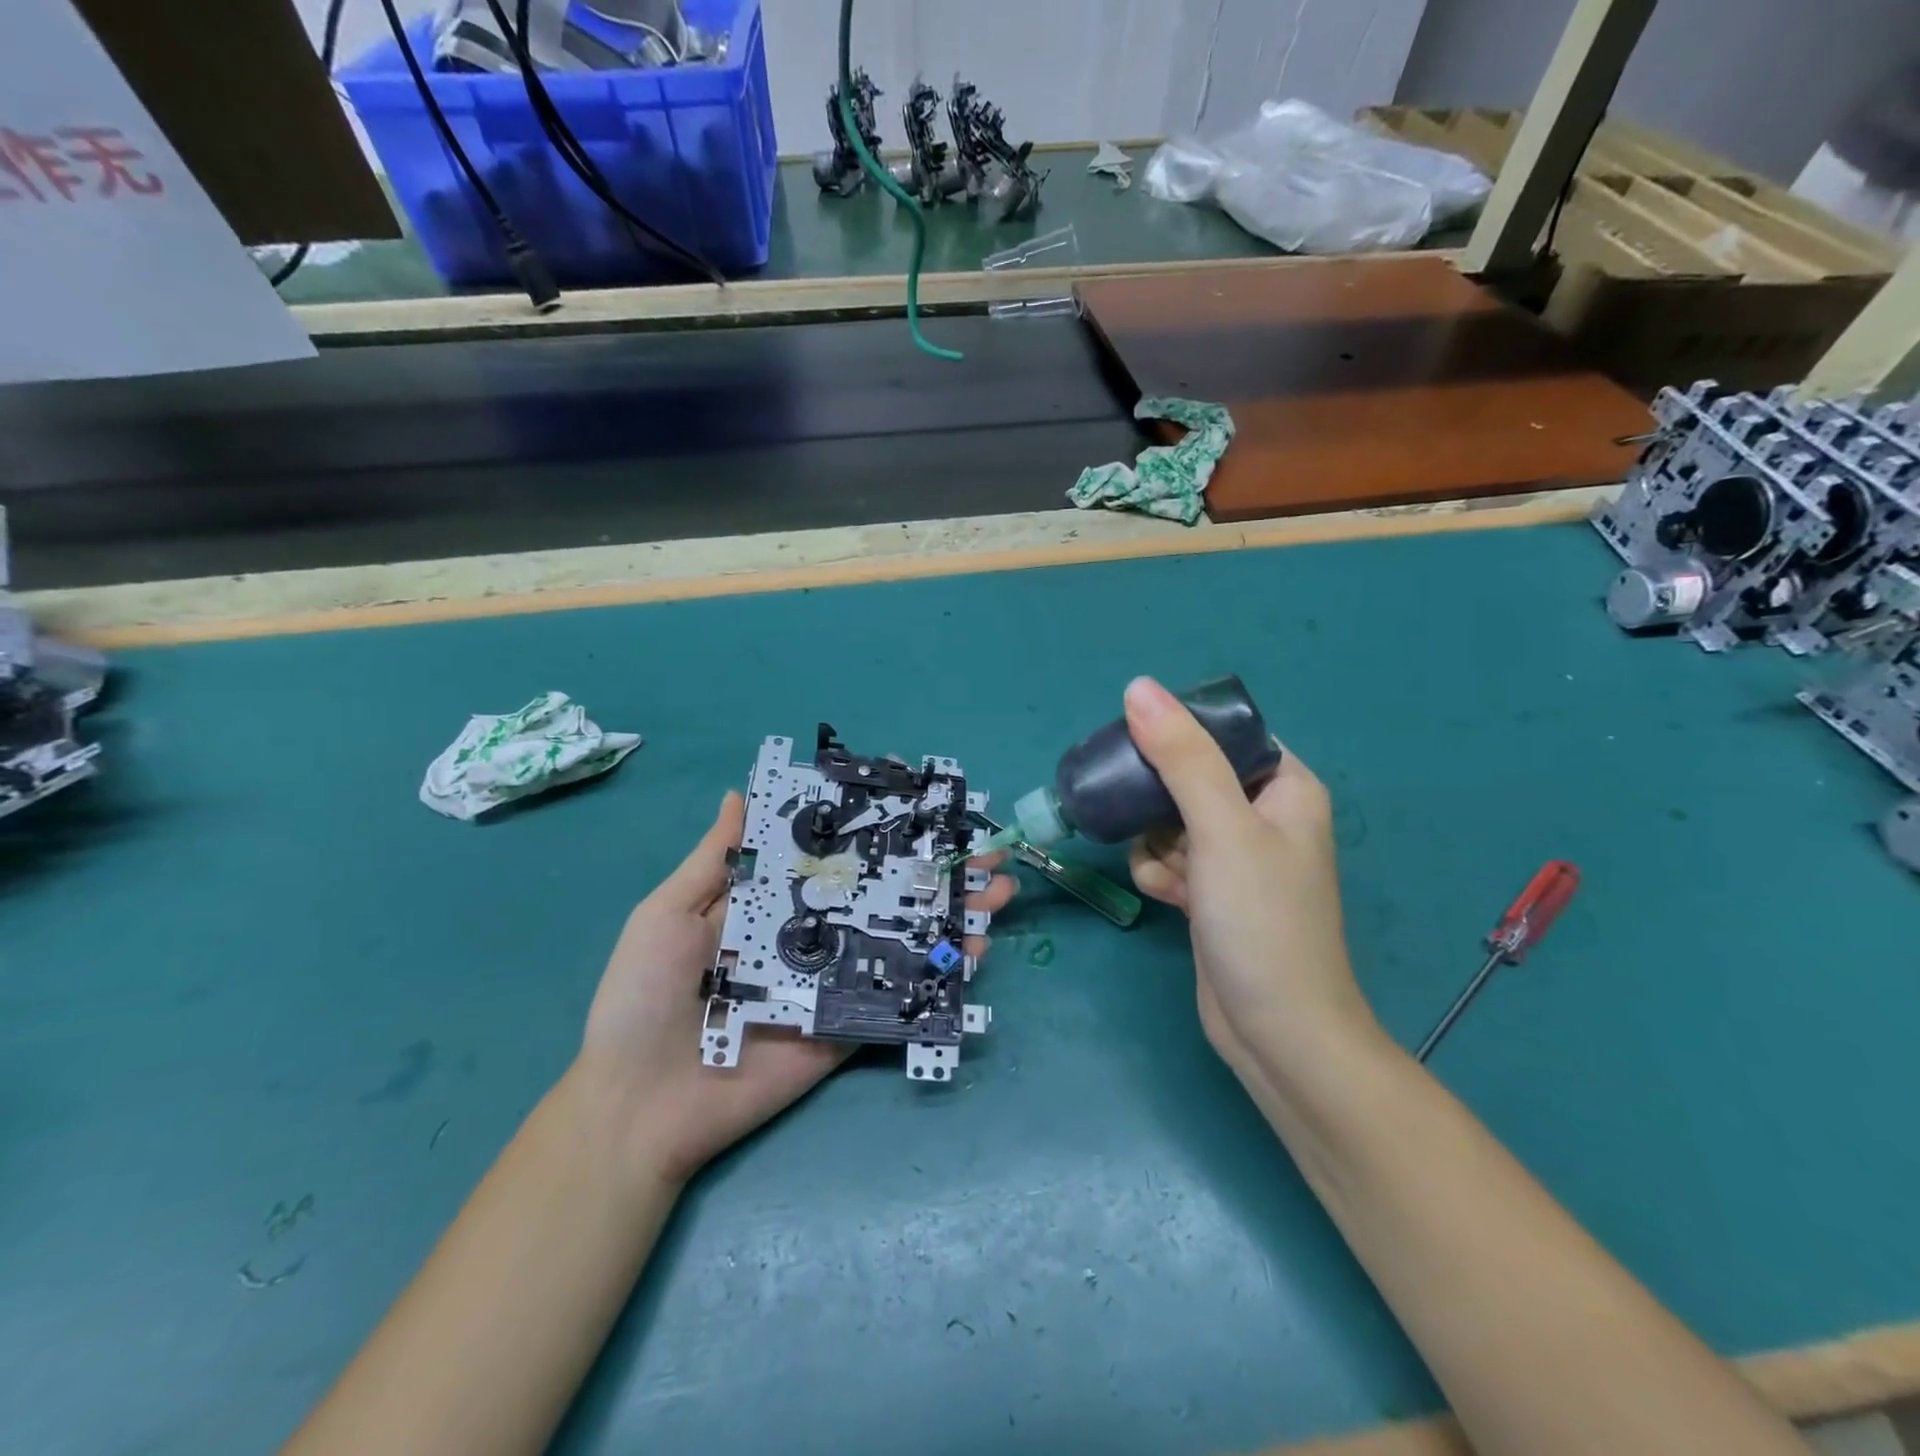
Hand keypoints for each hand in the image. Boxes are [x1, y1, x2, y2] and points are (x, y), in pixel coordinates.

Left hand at [576, 791, 1016, 1183]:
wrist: (639, 1105)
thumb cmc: (645, 996)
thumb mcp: (668, 914)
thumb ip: (712, 861)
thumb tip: (740, 793)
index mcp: (772, 906)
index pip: (834, 858)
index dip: (877, 833)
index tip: (922, 808)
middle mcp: (811, 938)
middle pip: (881, 896)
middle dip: (933, 872)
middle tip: (984, 852)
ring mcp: (833, 984)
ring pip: (901, 942)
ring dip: (951, 916)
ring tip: (998, 892)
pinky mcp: (845, 1029)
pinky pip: (896, 998)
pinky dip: (938, 976)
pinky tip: (974, 951)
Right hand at [1122, 678, 1377, 1090]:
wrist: (1276, 1032)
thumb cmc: (1261, 920)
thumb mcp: (1221, 828)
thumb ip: (1180, 756)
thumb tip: (1139, 687)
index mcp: (1285, 786)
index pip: (1222, 735)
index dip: (1177, 737)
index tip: (1137, 755)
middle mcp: (1263, 815)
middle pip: (1188, 776)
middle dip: (1157, 802)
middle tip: (1140, 818)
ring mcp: (1236, 857)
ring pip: (1169, 820)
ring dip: (1155, 843)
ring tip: (1170, 875)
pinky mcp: (1212, 892)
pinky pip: (1169, 858)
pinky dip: (1160, 873)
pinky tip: (1168, 898)